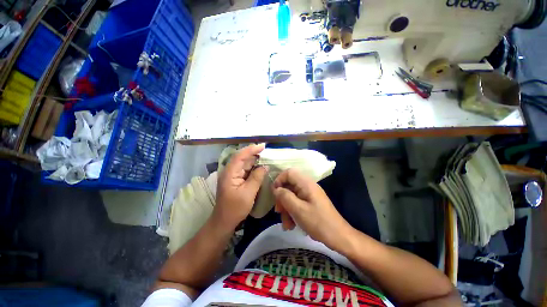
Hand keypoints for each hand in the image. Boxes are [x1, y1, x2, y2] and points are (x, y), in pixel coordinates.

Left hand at [214, 144, 267, 230]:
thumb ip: (257, 178)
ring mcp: (232, 175)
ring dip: (254, 160)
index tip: (263, 146)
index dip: (251, 149)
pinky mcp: (236, 180)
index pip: (240, 156)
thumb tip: (265, 166)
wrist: (224, 221)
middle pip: (242, 158)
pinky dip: (253, 167)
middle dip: (254, 153)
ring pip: (244, 163)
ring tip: (266, 157)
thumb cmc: (235, 209)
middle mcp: (230, 171)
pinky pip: (245, 170)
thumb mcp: (248, 193)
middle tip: (267, 151)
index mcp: (229, 173)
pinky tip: (260, 167)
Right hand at [272, 168, 353, 250]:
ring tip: (287, 224)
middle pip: (289, 185)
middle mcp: (307, 186)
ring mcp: (309, 194)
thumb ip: (284, 196)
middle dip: (282, 198)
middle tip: (279, 211)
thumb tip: (275, 188)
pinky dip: (292, 212)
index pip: (289, 172)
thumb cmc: (318, 222)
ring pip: (291, 195)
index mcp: (306, 183)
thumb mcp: (298, 209)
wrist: (338, 236)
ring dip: (286, 208)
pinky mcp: (310, 202)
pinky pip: (297, 202)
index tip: (274, 194)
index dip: (279, 180)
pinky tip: (291, 225)